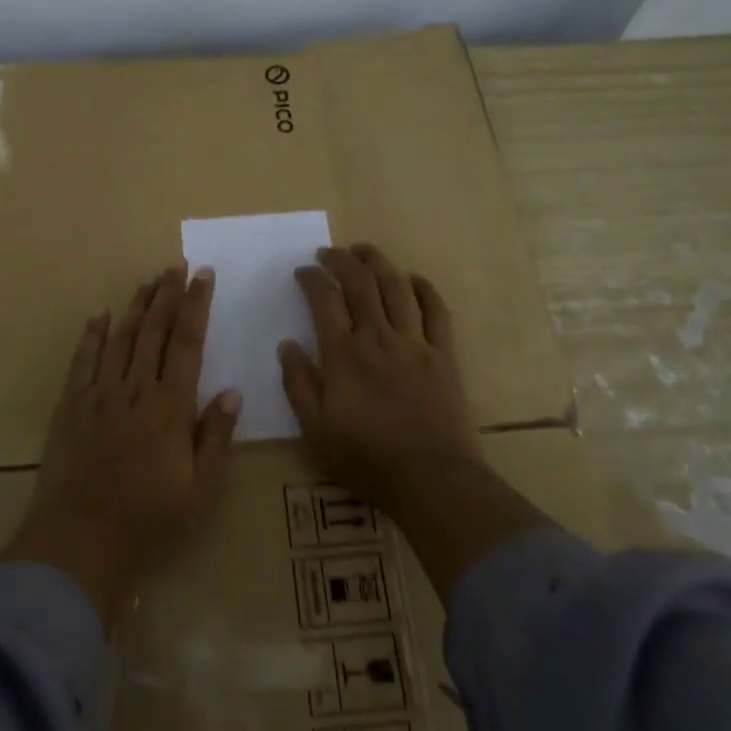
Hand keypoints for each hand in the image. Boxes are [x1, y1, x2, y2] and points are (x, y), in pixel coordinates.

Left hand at [1, 265, 241, 624]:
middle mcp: (135, 390)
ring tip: (149, 280)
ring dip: (136, 306)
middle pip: (153, 331)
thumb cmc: (149, 521)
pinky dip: (92, 335)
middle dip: (168, 294)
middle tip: (177, 265)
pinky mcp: (71, 406)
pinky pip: (83, 361)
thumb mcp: (201, 491)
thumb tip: (232, 392)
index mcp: (171, 407)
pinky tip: (101, 315)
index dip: (196, 306)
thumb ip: (216, 438)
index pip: (187, 343)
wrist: (79, 542)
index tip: (203, 276)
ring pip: (120, 338)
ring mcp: (99, 395)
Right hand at [277, 243, 482, 509]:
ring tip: (364, 251)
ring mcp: (415, 342)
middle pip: (360, 282)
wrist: (432, 479)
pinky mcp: (443, 354)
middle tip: (328, 253)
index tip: (302, 271)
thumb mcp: (315, 431)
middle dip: (341, 260)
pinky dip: (424, 289)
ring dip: (378, 262)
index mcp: (343, 354)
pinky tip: (413, 279)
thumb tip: (286, 344)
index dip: (311, 278)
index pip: (324, 299)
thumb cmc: (366, 459)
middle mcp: (378, 337)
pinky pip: (436, 310)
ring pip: (396, 287)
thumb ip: (298, 384)